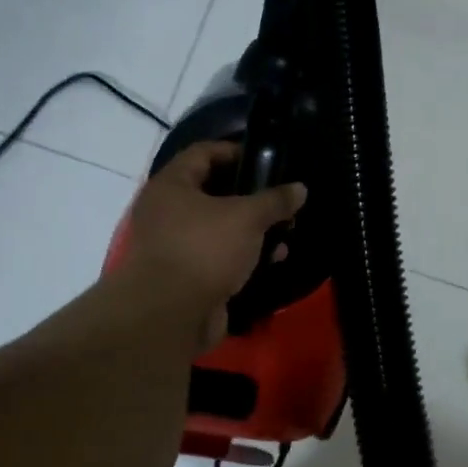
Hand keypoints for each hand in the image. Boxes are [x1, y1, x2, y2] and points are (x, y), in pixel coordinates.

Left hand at [122, 141, 306, 348]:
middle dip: (252, 196)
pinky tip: (272, 260)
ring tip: (286, 233)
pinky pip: (220, 255)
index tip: (267, 159)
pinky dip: (245, 255)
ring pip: (221, 226)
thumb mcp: (247, 217)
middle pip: (215, 191)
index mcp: (172, 185)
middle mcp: (167, 210)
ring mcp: (175, 244)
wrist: (170, 316)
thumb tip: (300, 188)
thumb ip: (275, 200)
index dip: (236, 150)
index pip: (204, 152)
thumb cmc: (205, 249)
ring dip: (254, 229)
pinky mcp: (187, 274)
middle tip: (282, 200)